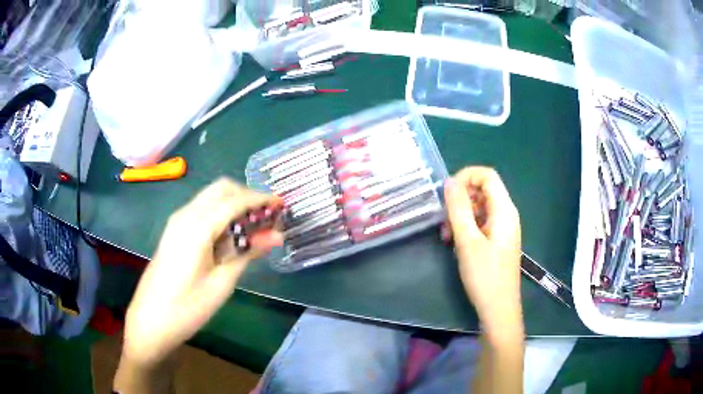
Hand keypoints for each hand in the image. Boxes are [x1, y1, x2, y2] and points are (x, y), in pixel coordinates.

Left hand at [122, 178, 282, 367]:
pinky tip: (230, 236)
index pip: (235, 200)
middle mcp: (186, 214)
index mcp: (197, 226)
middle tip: (267, 218)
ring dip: (234, 204)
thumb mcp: (222, 282)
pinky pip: (202, 209)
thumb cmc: (188, 307)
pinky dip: (221, 213)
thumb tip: (276, 236)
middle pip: (222, 188)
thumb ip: (248, 253)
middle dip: (247, 196)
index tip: (282, 206)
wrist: (151, 319)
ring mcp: (177, 220)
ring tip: (253, 228)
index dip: (261, 199)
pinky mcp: (175, 230)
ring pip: (211, 197)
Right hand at [443, 167, 522, 338]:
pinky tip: (455, 244)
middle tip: (444, 221)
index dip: (466, 176)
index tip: (447, 194)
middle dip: (460, 200)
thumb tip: (450, 182)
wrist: (498, 308)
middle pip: (482, 190)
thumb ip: (458, 209)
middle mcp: (506, 214)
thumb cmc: (485, 276)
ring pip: (479, 207)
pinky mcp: (497, 240)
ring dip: (460, 216)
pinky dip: (466, 227)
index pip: (487, 175)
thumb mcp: (468, 241)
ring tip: (446, 237)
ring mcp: (502, 228)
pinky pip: (481, 223)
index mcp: (504, 210)